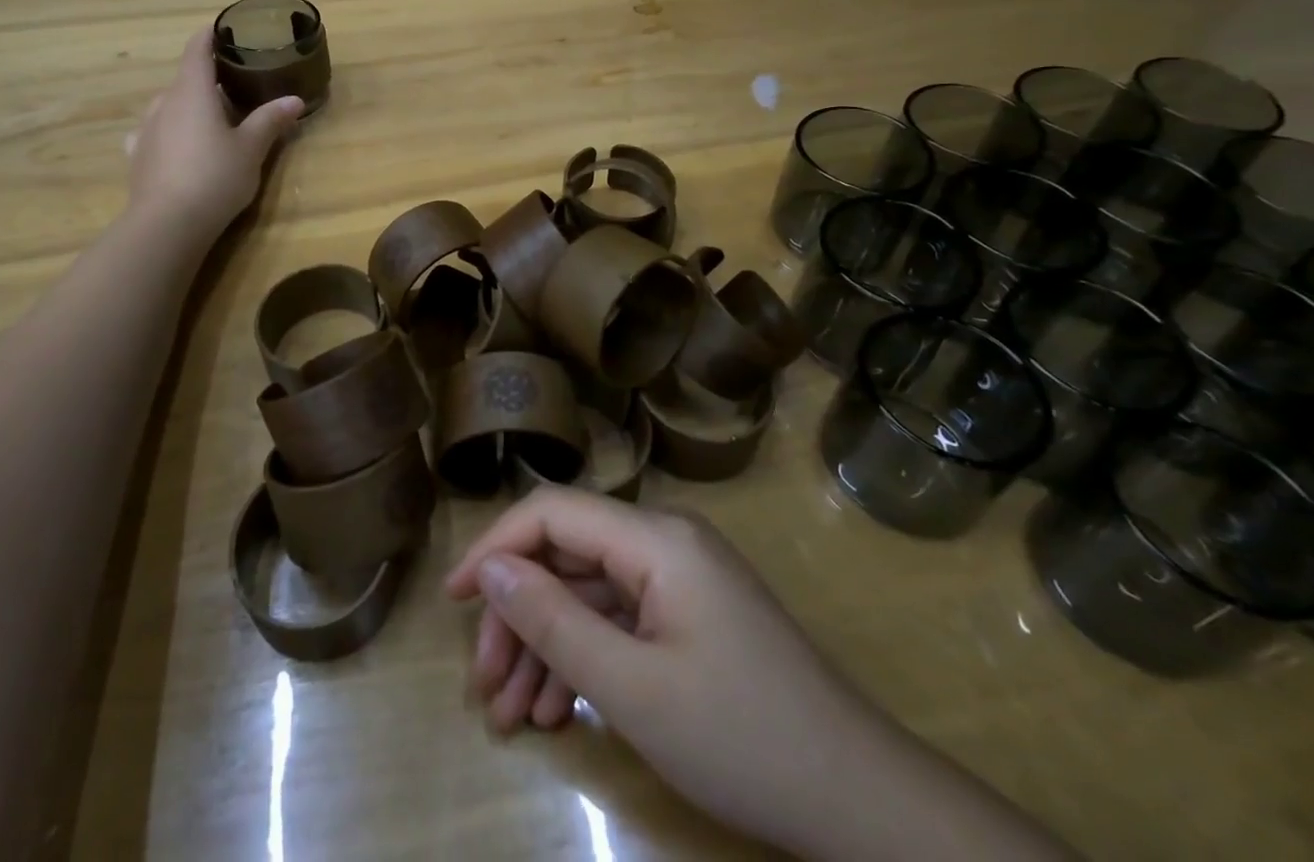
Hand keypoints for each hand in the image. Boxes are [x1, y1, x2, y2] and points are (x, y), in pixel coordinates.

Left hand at [124, 25, 303, 241]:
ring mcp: (146, 130)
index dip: (209, 35)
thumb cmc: (214, 176)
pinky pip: (156, 133)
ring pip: (170, 106)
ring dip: (190, 107)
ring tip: (212, 120)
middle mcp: (164, 103)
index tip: (223, 28)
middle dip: (207, 79)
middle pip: (185, 79)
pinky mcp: (138, 156)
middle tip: (235, 87)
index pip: (197, 49)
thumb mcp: (251, 149)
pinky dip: (171, 132)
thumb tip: (295, 100)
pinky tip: (179, 146)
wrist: (167, 224)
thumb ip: (271, 120)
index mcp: (192, 91)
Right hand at [445, 490, 851, 846]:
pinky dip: (585, 659)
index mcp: (654, 537)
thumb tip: (487, 567)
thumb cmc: (741, 737)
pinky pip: (620, 620)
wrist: (860, 801)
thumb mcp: (631, 688)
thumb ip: (552, 620)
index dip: (495, 547)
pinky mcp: (689, 615)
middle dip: (519, 617)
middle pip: (567, 557)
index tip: (453, 600)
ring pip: (589, 594)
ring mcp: (679, 579)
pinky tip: (560, 712)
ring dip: (546, 647)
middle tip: (486, 689)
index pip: (552, 512)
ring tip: (514, 716)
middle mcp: (663, 541)